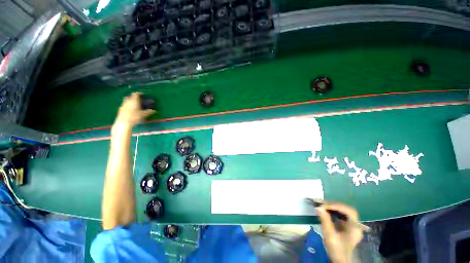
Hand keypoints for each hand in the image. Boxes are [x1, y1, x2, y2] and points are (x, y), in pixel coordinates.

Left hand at [114, 92, 154, 127]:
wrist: (123, 122)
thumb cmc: (135, 117)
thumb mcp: (144, 114)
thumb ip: (149, 112)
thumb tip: (154, 110)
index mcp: (134, 100)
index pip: (136, 94)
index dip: (139, 93)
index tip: (143, 94)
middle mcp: (128, 101)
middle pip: (130, 96)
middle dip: (134, 97)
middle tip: (139, 99)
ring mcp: (123, 105)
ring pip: (127, 100)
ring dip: (130, 101)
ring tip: (135, 104)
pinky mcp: (120, 109)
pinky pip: (125, 105)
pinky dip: (128, 105)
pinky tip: (130, 109)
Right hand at [316, 202, 362, 262]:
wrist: (340, 260)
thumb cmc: (336, 249)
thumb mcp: (329, 235)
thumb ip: (325, 220)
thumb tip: (318, 207)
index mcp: (355, 228)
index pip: (349, 211)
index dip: (337, 206)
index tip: (324, 206)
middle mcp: (356, 225)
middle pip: (346, 210)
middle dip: (334, 205)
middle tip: (322, 204)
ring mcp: (352, 225)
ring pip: (344, 211)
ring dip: (333, 207)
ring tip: (322, 206)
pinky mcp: (347, 226)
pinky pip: (341, 215)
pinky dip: (333, 211)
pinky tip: (326, 211)